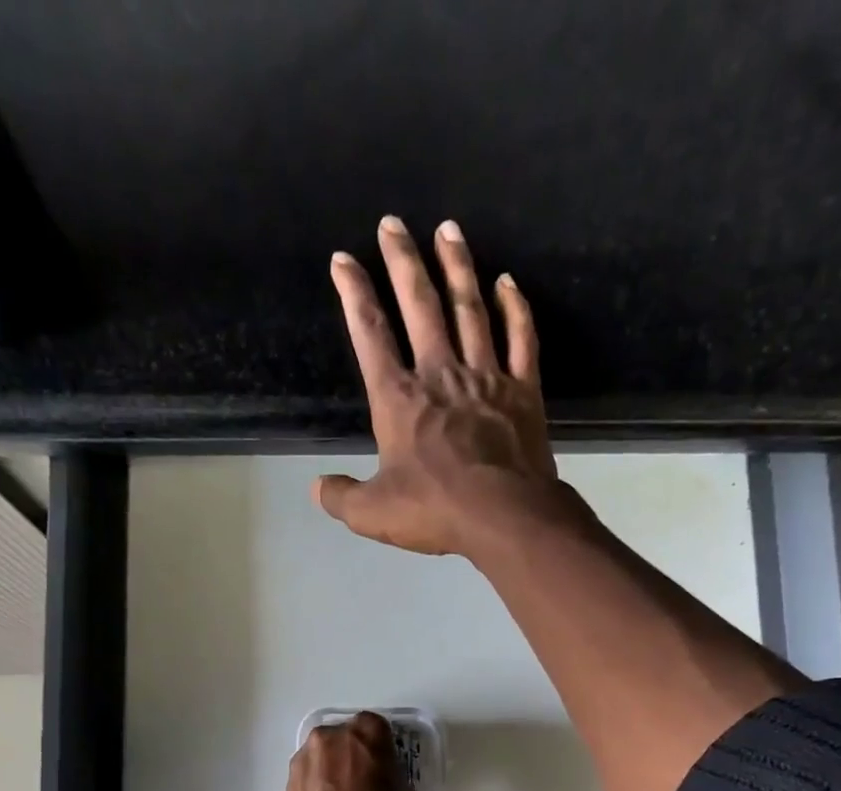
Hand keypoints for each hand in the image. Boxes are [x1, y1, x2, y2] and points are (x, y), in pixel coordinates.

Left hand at [286, 711, 424, 790]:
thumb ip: (395, 781)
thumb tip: (385, 786)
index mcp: (366, 734)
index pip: (376, 726)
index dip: (382, 747)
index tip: (387, 767)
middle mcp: (329, 738)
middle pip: (343, 738)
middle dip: (352, 755)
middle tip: (365, 784)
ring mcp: (304, 762)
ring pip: (321, 758)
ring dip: (331, 771)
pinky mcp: (287, 788)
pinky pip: (307, 780)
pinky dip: (316, 790)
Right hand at [314, 217, 582, 558]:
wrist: (504, 516)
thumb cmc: (435, 511)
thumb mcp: (373, 513)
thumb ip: (342, 497)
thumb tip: (317, 489)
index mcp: (399, 399)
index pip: (370, 334)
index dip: (354, 294)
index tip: (343, 260)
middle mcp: (440, 374)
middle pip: (420, 306)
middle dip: (403, 261)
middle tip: (393, 223)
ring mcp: (485, 377)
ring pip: (470, 309)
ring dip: (457, 268)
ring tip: (448, 229)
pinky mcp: (523, 391)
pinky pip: (520, 339)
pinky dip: (514, 308)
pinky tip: (507, 282)